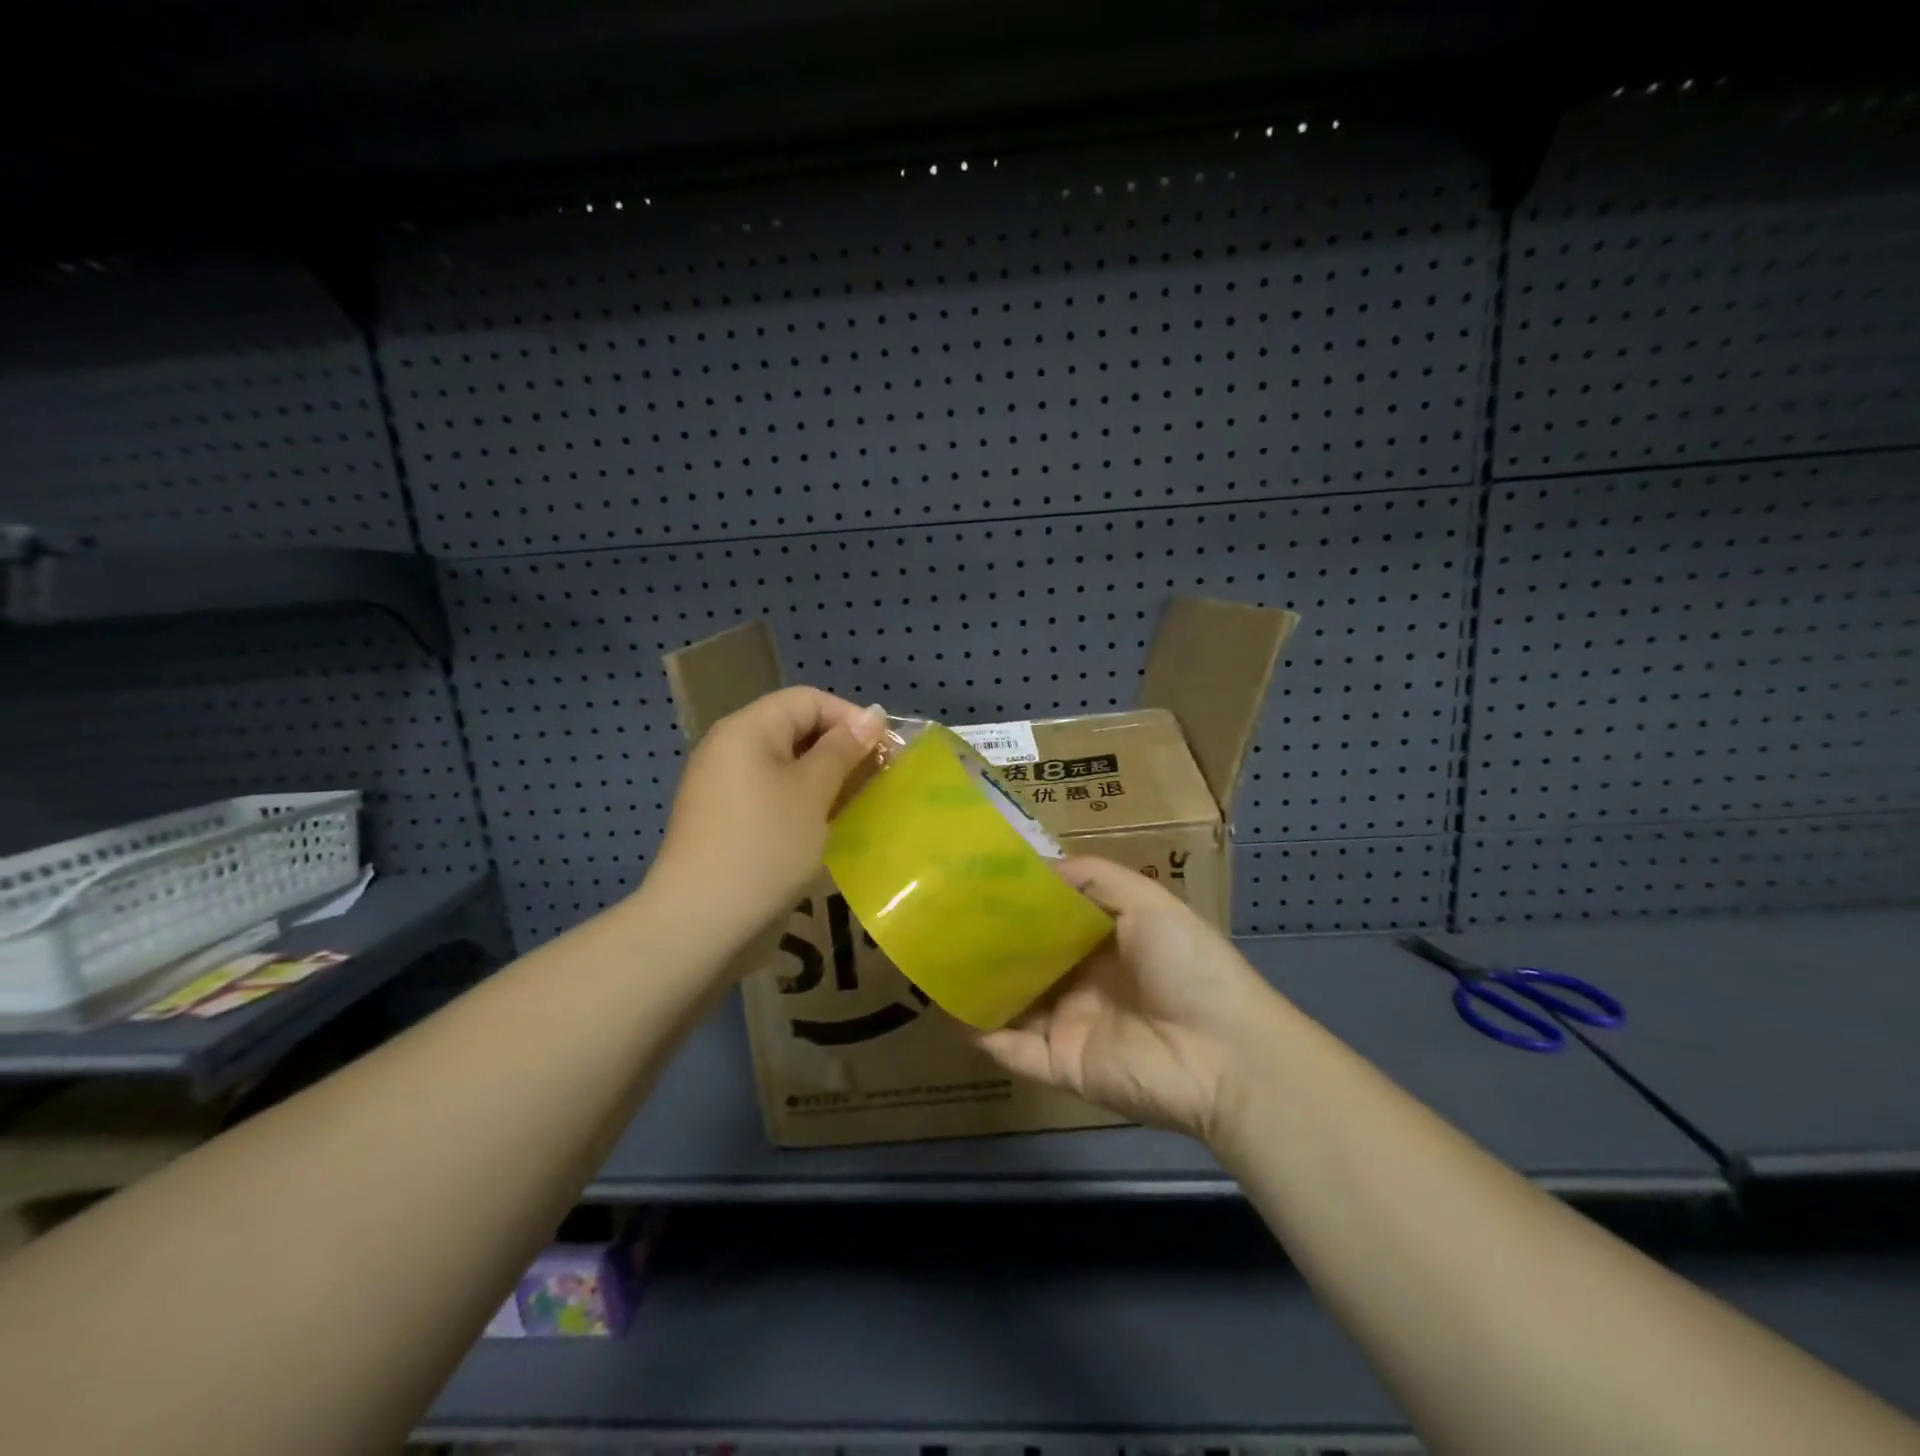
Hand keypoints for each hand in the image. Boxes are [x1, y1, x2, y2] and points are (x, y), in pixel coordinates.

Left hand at [651, 687, 885, 943]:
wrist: (702, 921)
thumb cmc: (765, 845)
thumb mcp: (812, 792)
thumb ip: (843, 749)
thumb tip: (873, 715)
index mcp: (747, 729)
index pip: (807, 700)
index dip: (850, 717)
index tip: (885, 750)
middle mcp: (731, 748)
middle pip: (796, 728)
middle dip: (841, 748)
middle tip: (879, 777)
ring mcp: (725, 786)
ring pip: (787, 764)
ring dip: (827, 777)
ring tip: (861, 801)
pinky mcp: (728, 819)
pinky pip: (774, 793)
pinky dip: (805, 799)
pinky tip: (829, 823)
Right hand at [968, 857, 1274, 1142]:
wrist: (1225, 1054)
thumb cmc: (1189, 965)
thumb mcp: (1148, 901)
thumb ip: (1095, 878)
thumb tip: (1038, 865)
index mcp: (1105, 942)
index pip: (1051, 919)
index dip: (1018, 901)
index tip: (977, 878)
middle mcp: (1082, 981)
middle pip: (1026, 960)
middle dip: (990, 941)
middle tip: (940, 914)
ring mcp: (1069, 1025)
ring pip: (1011, 1002)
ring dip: (977, 983)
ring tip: (930, 956)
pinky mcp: (1060, 1065)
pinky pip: (1011, 1049)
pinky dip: (979, 1032)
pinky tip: (945, 1007)